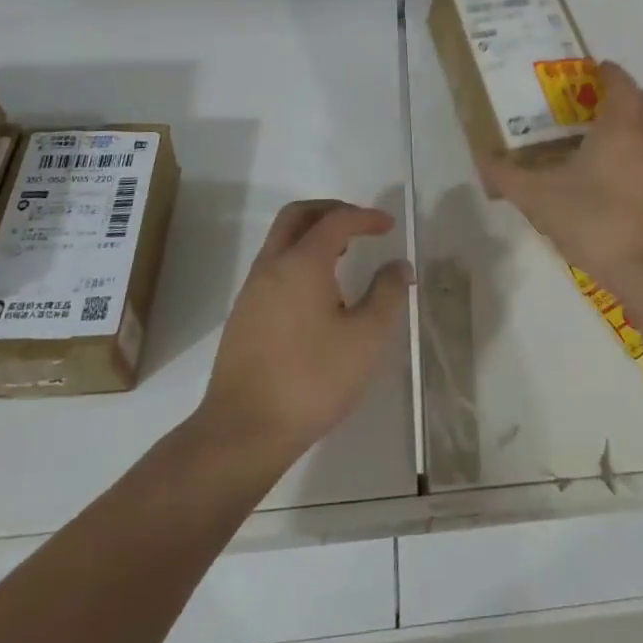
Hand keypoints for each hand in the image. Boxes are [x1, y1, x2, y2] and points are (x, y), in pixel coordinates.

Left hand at [198, 200, 410, 468]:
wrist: (243, 431)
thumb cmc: (312, 379)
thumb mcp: (366, 338)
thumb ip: (387, 294)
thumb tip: (399, 265)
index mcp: (302, 263)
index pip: (336, 221)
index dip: (365, 217)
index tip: (388, 226)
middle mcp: (272, 266)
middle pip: (297, 216)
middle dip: (331, 211)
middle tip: (359, 224)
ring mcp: (252, 291)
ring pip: (281, 241)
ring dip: (312, 235)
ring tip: (344, 255)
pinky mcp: (243, 316)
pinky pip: (273, 267)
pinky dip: (299, 259)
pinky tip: (318, 293)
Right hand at [482, 61, 642, 300]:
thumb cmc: (594, 219)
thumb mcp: (538, 196)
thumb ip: (507, 175)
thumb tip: (483, 157)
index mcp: (620, 126)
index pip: (620, 82)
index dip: (605, 70)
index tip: (585, 68)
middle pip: (637, 101)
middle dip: (614, 92)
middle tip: (582, 96)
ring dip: (623, 120)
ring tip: (587, 129)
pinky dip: (626, 146)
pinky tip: (600, 168)